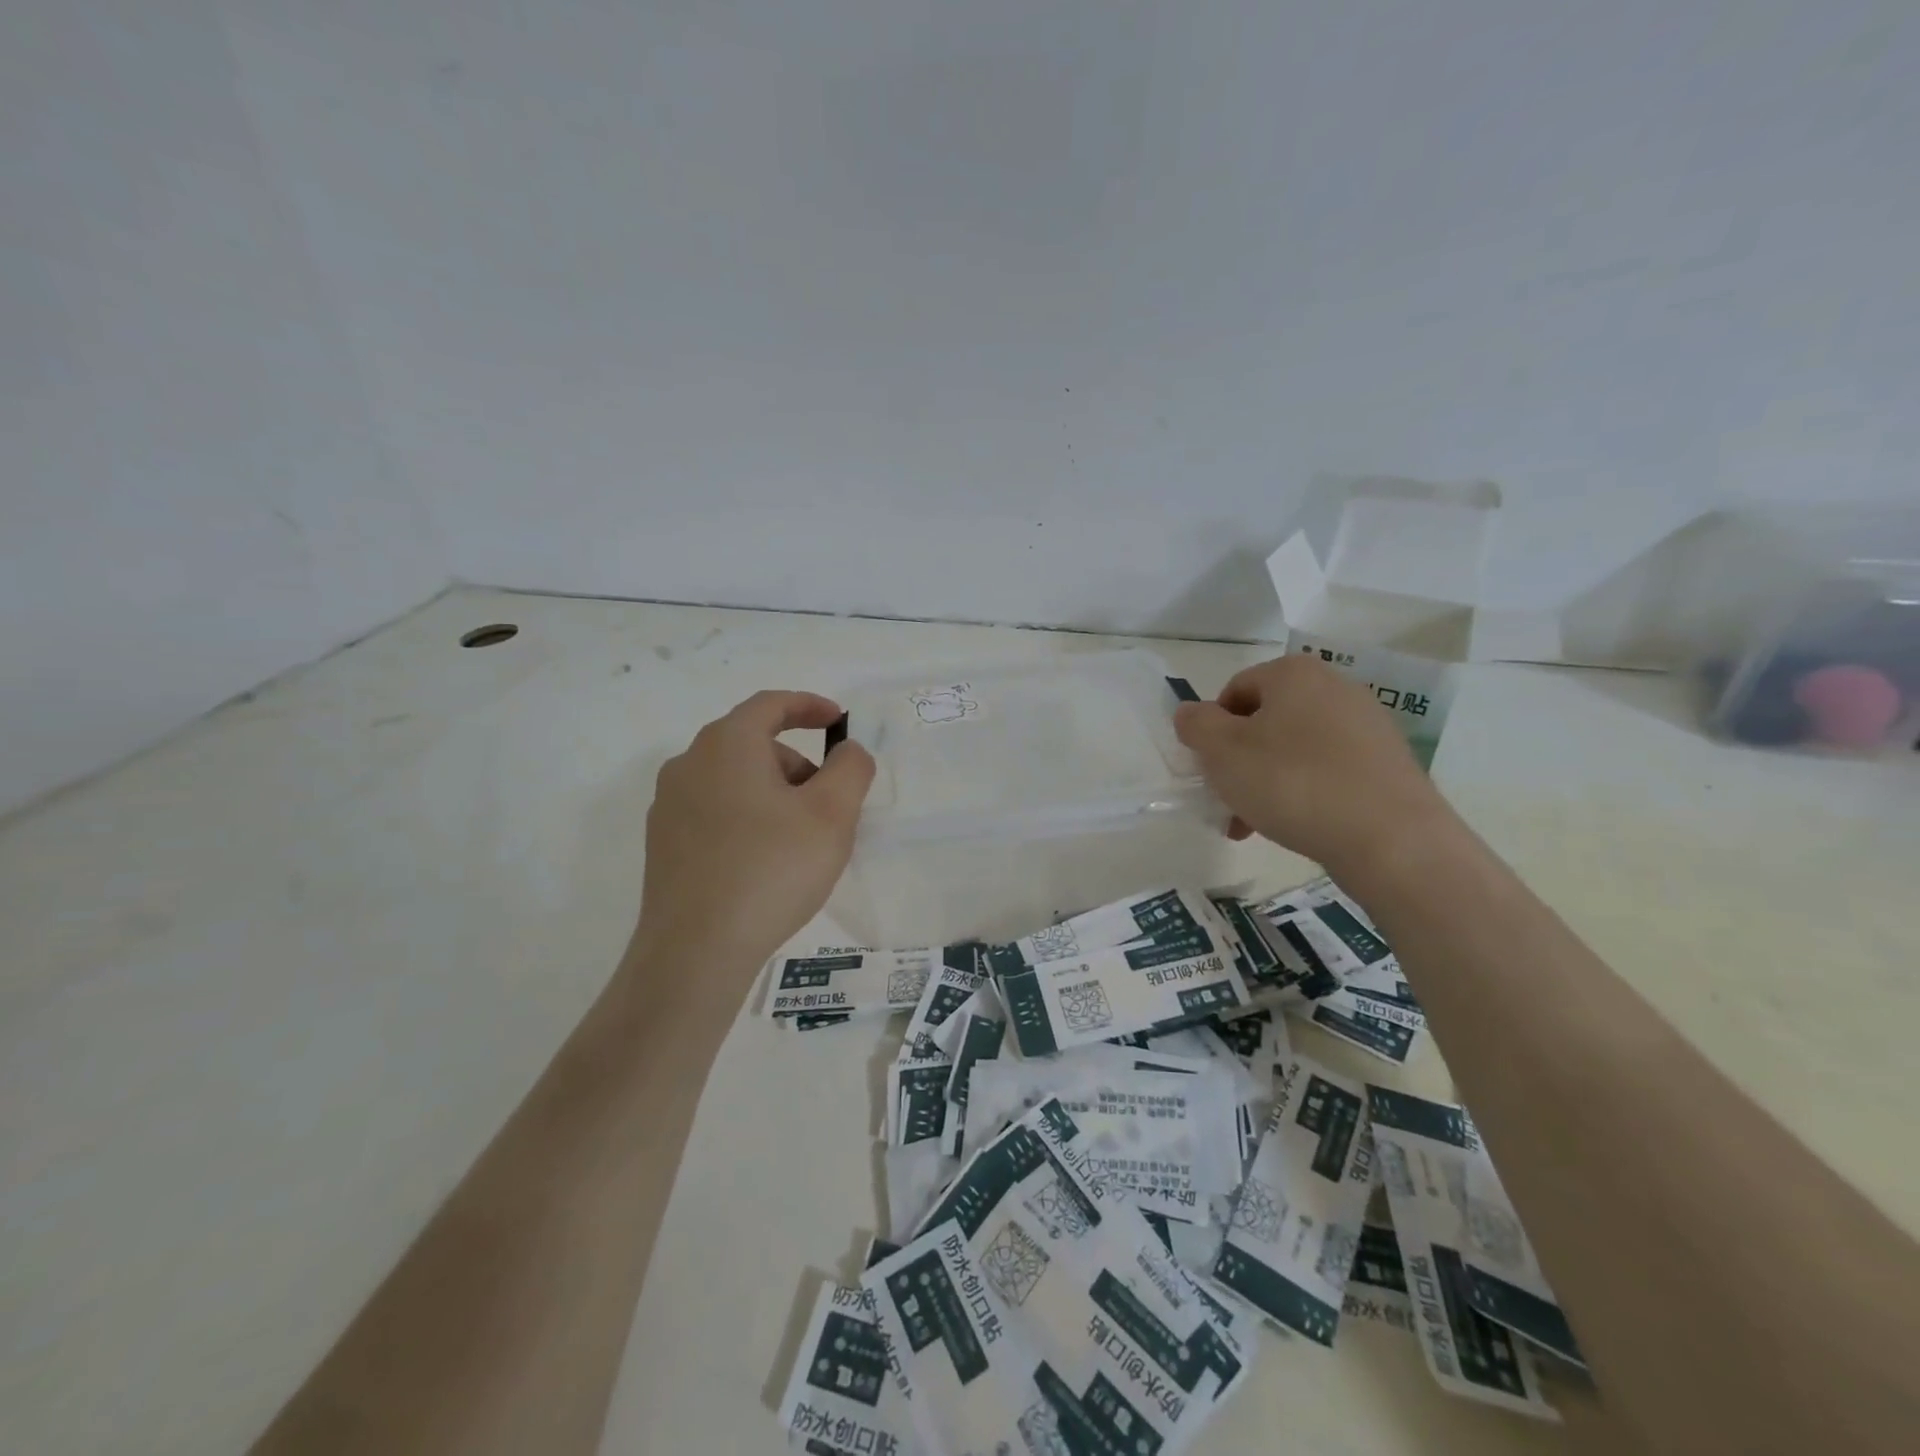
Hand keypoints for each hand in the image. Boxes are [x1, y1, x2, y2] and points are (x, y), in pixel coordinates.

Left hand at [632, 690, 875, 975]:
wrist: (696, 950)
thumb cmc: (772, 869)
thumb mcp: (833, 814)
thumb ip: (851, 769)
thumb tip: (847, 752)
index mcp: (726, 744)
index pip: (770, 704)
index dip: (810, 706)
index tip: (838, 721)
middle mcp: (688, 764)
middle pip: (753, 745)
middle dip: (798, 764)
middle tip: (829, 804)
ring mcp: (668, 806)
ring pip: (734, 780)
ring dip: (774, 794)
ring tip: (800, 841)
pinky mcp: (662, 844)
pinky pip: (715, 812)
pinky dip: (747, 819)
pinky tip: (765, 863)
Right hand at [1174, 654, 1450, 873]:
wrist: (1390, 839)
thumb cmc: (1292, 783)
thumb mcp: (1222, 752)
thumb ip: (1195, 724)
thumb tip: (1191, 713)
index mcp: (1294, 674)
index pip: (1234, 691)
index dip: (1212, 730)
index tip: (1210, 770)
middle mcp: (1335, 687)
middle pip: (1265, 721)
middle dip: (1239, 762)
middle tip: (1227, 802)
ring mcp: (1367, 725)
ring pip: (1294, 749)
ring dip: (1266, 782)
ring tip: (1256, 825)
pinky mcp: (1387, 763)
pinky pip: (1328, 771)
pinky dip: (1304, 793)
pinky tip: (1297, 826)